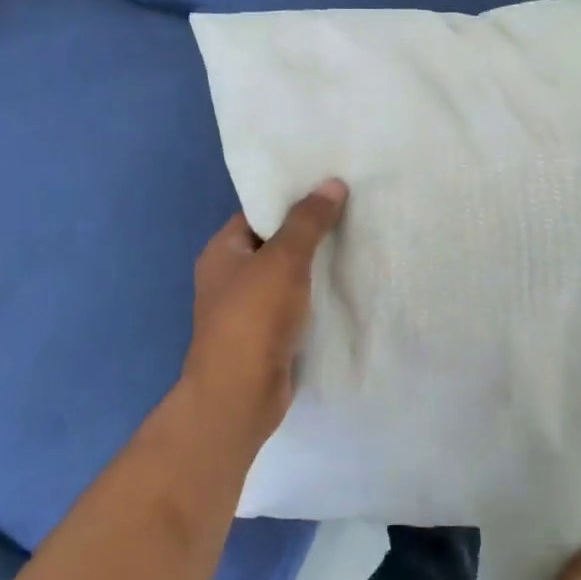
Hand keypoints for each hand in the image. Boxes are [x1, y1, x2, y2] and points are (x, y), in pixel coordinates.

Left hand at [181, 180, 347, 442]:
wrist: (240, 396)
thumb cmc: (254, 318)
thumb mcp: (283, 259)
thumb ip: (308, 221)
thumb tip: (332, 183)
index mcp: (222, 251)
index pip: (258, 212)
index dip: (293, 199)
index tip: (331, 189)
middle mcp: (230, 277)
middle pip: (275, 244)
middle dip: (311, 233)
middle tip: (354, 214)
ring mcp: (247, 310)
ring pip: (287, 277)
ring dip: (316, 268)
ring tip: (358, 246)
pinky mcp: (266, 337)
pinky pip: (295, 306)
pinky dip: (316, 298)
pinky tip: (347, 289)